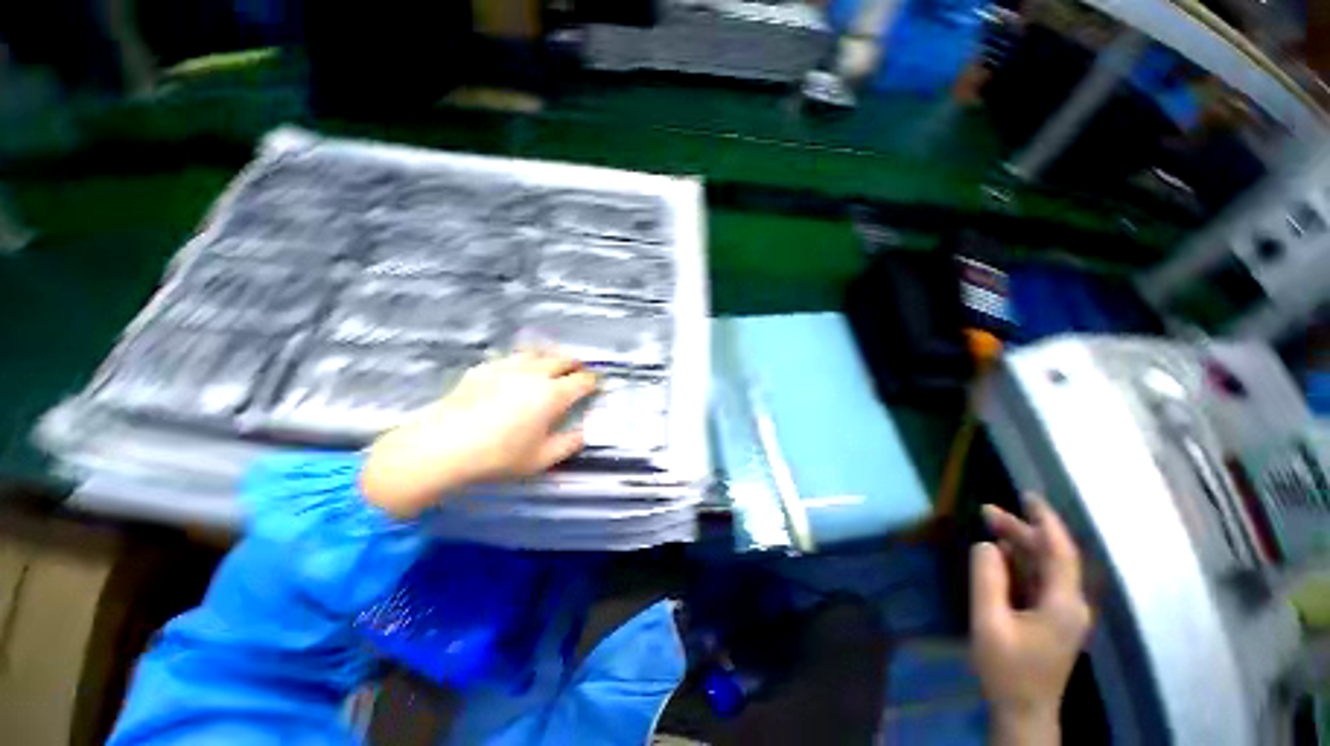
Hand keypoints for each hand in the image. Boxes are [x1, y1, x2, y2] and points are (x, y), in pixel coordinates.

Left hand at [360, 351, 597, 517]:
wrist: (442, 446)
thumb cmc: (498, 456)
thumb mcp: (541, 459)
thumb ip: (569, 444)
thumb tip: (584, 433)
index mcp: (552, 395)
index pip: (582, 381)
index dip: (593, 381)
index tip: (597, 384)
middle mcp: (534, 374)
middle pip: (562, 359)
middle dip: (575, 364)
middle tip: (579, 371)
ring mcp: (507, 367)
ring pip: (537, 353)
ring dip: (550, 358)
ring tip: (551, 366)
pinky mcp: (484, 368)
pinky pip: (511, 358)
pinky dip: (522, 362)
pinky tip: (516, 372)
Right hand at [971, 496, 1092, 745]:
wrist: (1023, 711)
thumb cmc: (1007, 669)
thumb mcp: (989, 622)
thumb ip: (987, 579)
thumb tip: (986, 545)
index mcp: (1063, 603)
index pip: (1059, 552)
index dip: (1045, 521)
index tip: (1027, 496)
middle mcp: (1069, 603)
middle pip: (1049, 557)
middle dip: (1020, 530)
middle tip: (986, 511)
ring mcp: (1062, 613)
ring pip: (1043, 568)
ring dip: (1017, 545)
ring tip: (988, 525)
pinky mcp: (1051, 620)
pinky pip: (1037, 582)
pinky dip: (1018, 564)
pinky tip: (999, 556)